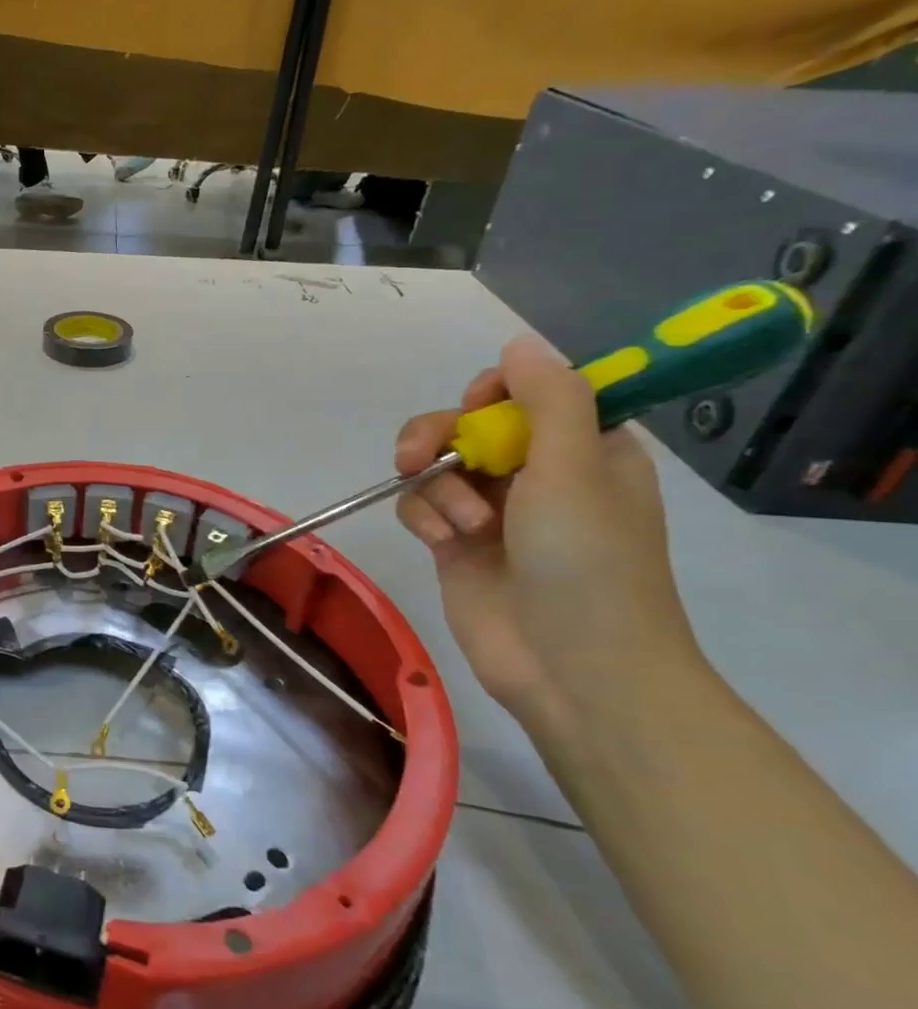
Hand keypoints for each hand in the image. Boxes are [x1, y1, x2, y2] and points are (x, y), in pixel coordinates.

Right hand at [394, 337, 700, 731]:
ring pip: (435, 464)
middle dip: (440, 436)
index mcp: (583, 448)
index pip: (529, 392)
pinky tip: (438, 541)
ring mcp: (492, 509)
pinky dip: (422, 516)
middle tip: (423, 455)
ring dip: (436, 486)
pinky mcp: (454, 543)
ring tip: (458, 524)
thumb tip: (519, 342)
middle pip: (467, 424)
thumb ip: (548, 400)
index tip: (480, 407)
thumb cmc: (589, 562)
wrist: (573, 666)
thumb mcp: (575, 469)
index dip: (497, 391)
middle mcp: (536, 472)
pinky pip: (419, 505)